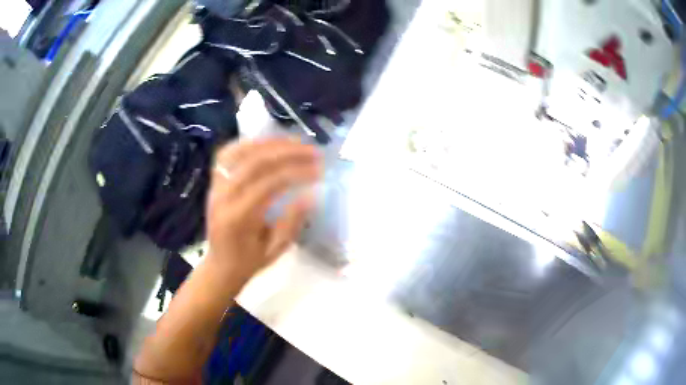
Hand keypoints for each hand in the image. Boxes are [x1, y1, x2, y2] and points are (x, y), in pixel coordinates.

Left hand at [206, 138, 321, 281]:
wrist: (220, 265)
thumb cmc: (249, 262)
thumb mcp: (276, 250)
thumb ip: (292, 221)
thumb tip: (311, 194)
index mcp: (238, 218)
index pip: (269, 184)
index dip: (296, 173)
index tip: (319, 170)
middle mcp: (223, 196)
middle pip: (255, 162)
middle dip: (288, 152)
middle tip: (313, 151)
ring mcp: (215, 186)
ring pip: (240, 152)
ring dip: (270, 142)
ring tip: (295, 141)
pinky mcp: (214, 181)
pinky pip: (228, 153)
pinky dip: (248, 143)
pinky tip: (267, 143)